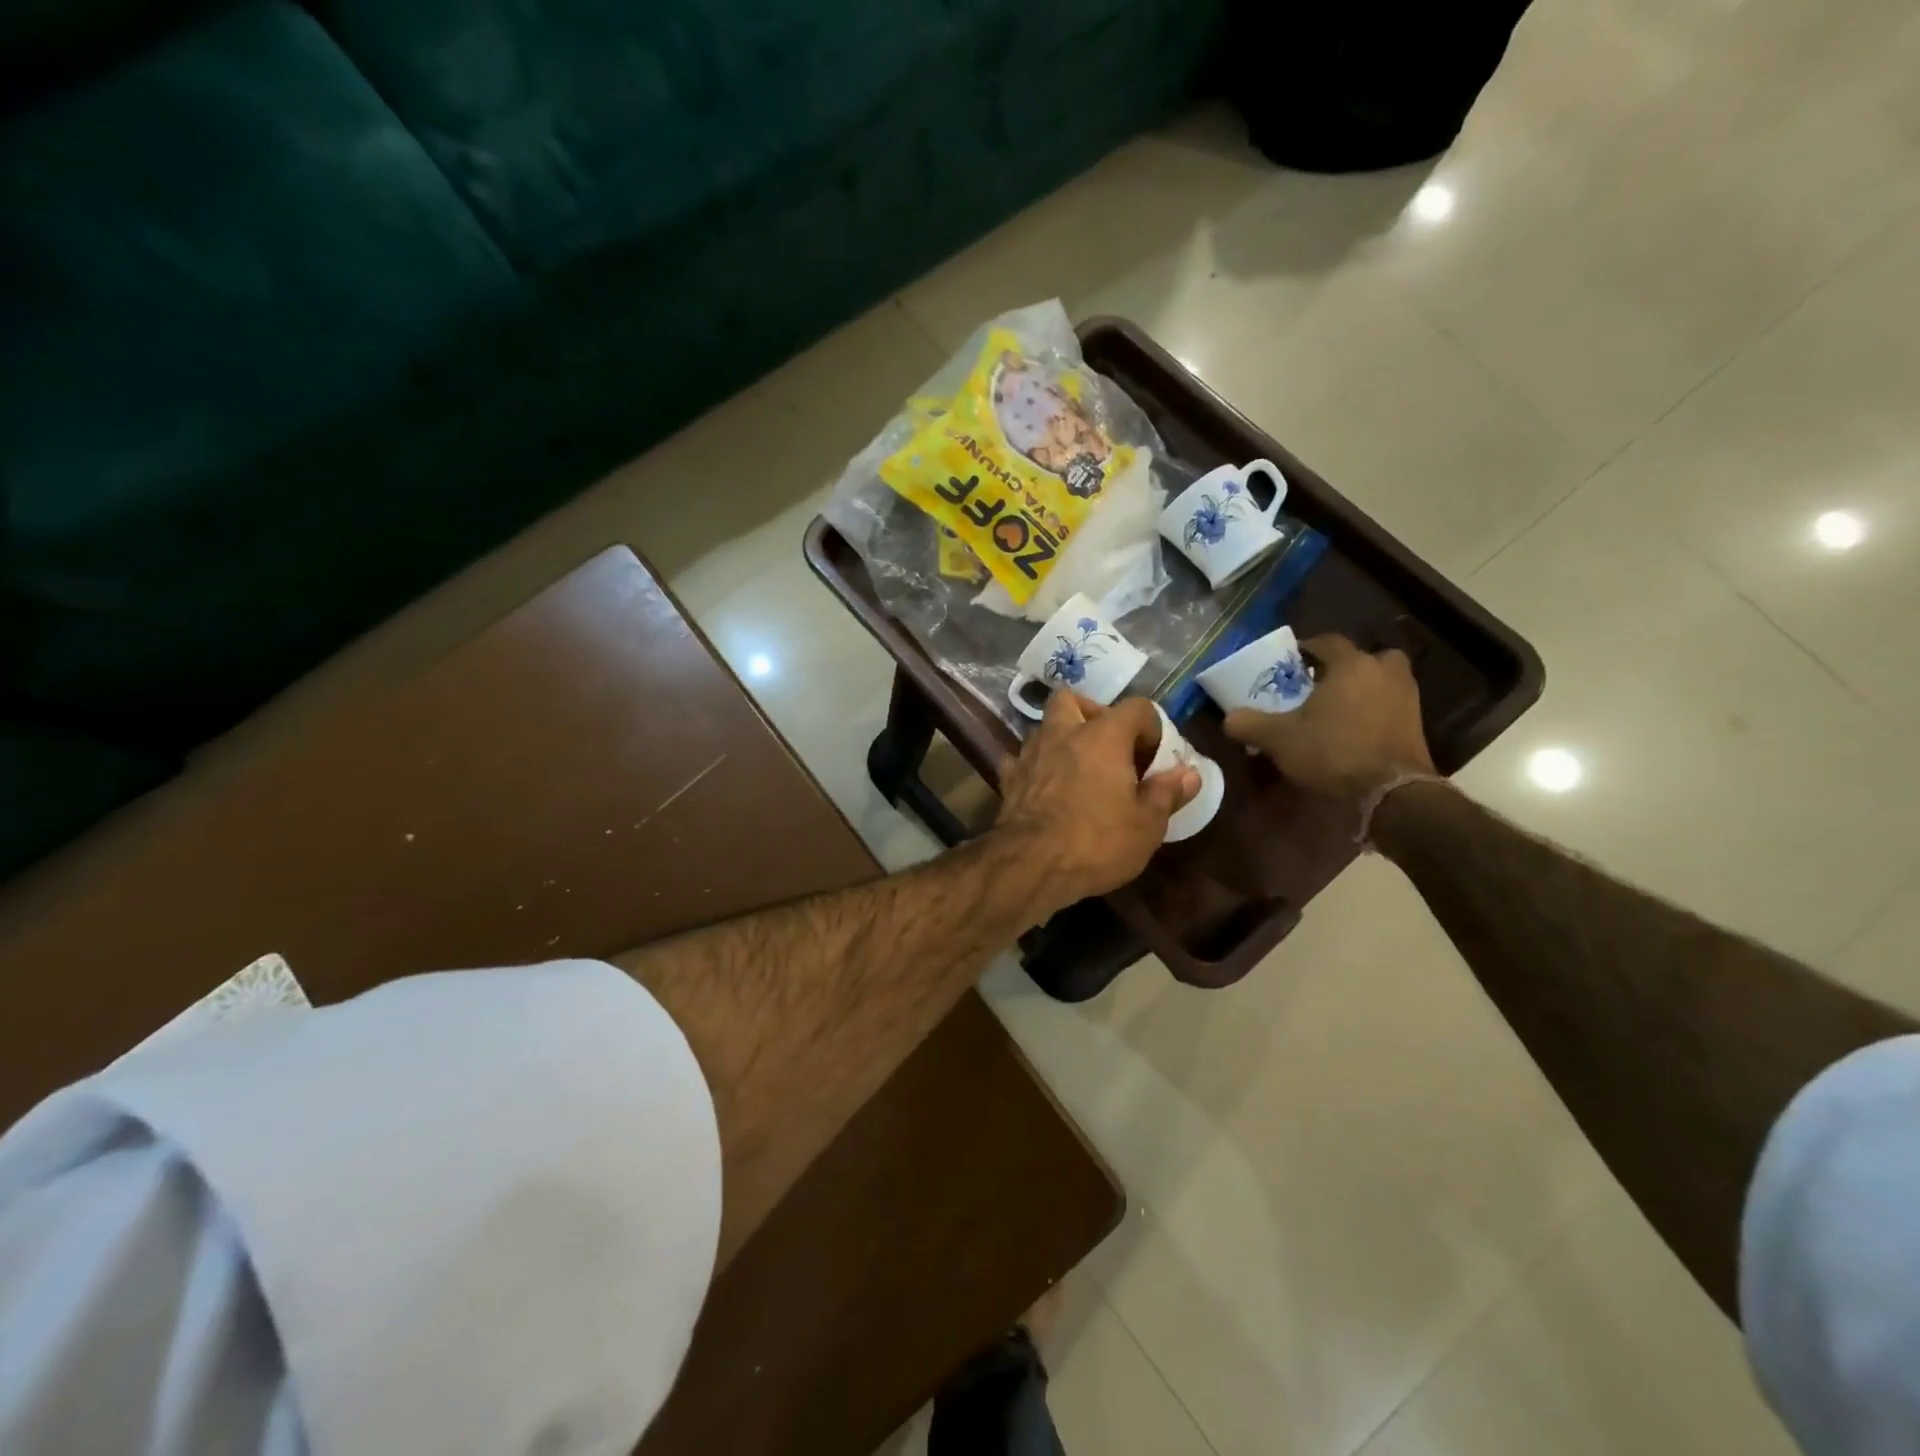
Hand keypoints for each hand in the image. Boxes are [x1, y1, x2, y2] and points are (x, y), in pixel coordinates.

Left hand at [993, 692, 1198, 913]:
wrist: (1031, 865)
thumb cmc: (1097, 842)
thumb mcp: (1147, 824)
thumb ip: (1167, 793)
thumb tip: (1188, 773)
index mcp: (1103, 736)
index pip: (1136, 708)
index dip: (1151, 728)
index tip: (1154, 760)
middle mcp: (1062, 734)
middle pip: (1073, 700)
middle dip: (1092, 715)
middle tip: (1108, 748)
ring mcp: (1030, 754)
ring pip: (1044, 727)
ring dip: (1062, 740)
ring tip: (1079, 770)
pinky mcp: (1008, 780)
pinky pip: (1022, 760)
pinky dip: (1036, 767)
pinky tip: (1046, 788)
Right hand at [1224, 634, 1434, 800]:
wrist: (1390, 792)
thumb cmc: (1332, 751)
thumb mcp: (1279, 739)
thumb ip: (1250, 724)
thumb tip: (1229, 718)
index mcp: (1351, 664)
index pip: (1327, 641)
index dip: (1306, 648)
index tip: (1290, 661)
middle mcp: (1383, 671)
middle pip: (1363, 658)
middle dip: (1343, 667)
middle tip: (1320, 684)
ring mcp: (1407, 696)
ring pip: (1381, 681)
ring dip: (1363, 688)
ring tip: (1337, 709)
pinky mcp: (1417, 723)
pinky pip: (1390, 705)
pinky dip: (1375, 711)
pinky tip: (1355, 730)